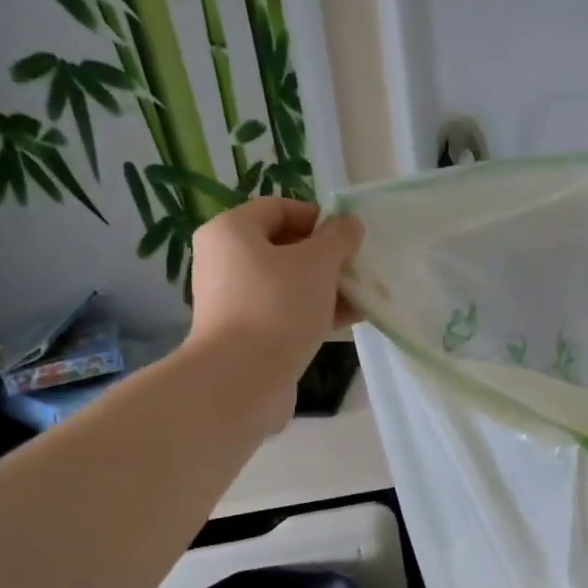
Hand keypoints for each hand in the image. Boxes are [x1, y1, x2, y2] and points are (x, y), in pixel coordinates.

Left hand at [183, 199, 362, 410]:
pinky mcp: (247, 331)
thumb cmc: (278, 307)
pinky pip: (285, 310)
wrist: (241, 379)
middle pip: (285, 246)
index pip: (279, 208)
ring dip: (327, 286)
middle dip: (327, 257)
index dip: (318, 218)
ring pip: (289, 282)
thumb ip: (338, 239)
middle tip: (358, 269)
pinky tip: (349, 320)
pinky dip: (315, 310)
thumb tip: (349, 224)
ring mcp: (234, 299)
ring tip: (362, 298)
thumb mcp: (317, 264)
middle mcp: (225, 260)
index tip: (349, 238)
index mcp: (231, 232)